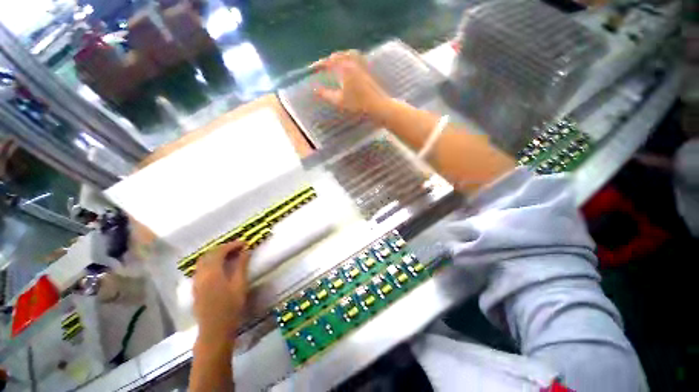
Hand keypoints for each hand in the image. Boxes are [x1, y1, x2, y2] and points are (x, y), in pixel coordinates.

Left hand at [192, 241, 249, 342]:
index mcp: (213, 273)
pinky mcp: (195, 288)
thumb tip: (246, 251)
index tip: (244, 243)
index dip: (232, 245)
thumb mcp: (240, 285)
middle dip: (223, 248)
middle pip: (209, 254)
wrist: (214, 330)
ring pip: (202, 261)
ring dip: (215, 254)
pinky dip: (210, 262)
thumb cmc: (230, 307)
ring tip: (229, 255)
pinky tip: (219, 267)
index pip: (220, 252)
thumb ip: (241, 266)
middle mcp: (201, 274)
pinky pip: (200, 268)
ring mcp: (196, 281)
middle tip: (237, 248)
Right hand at [313, 50, 390, 120]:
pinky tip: (350, 64)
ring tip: (336, 61)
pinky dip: (351, 57)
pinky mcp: (367, 70)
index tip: (313, 68)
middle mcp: (352, 62)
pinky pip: (357, 58)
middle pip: (338, 55)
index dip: (319, 64)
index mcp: (344, 67)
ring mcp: (361, 65)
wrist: (376, 104)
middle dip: (329, 59)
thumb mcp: (339, 100)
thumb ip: (326, 94)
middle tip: (323, 66)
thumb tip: (315, 90)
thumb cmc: (357, 103)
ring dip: (340, 56)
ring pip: (348, 54)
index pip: (328, 62)